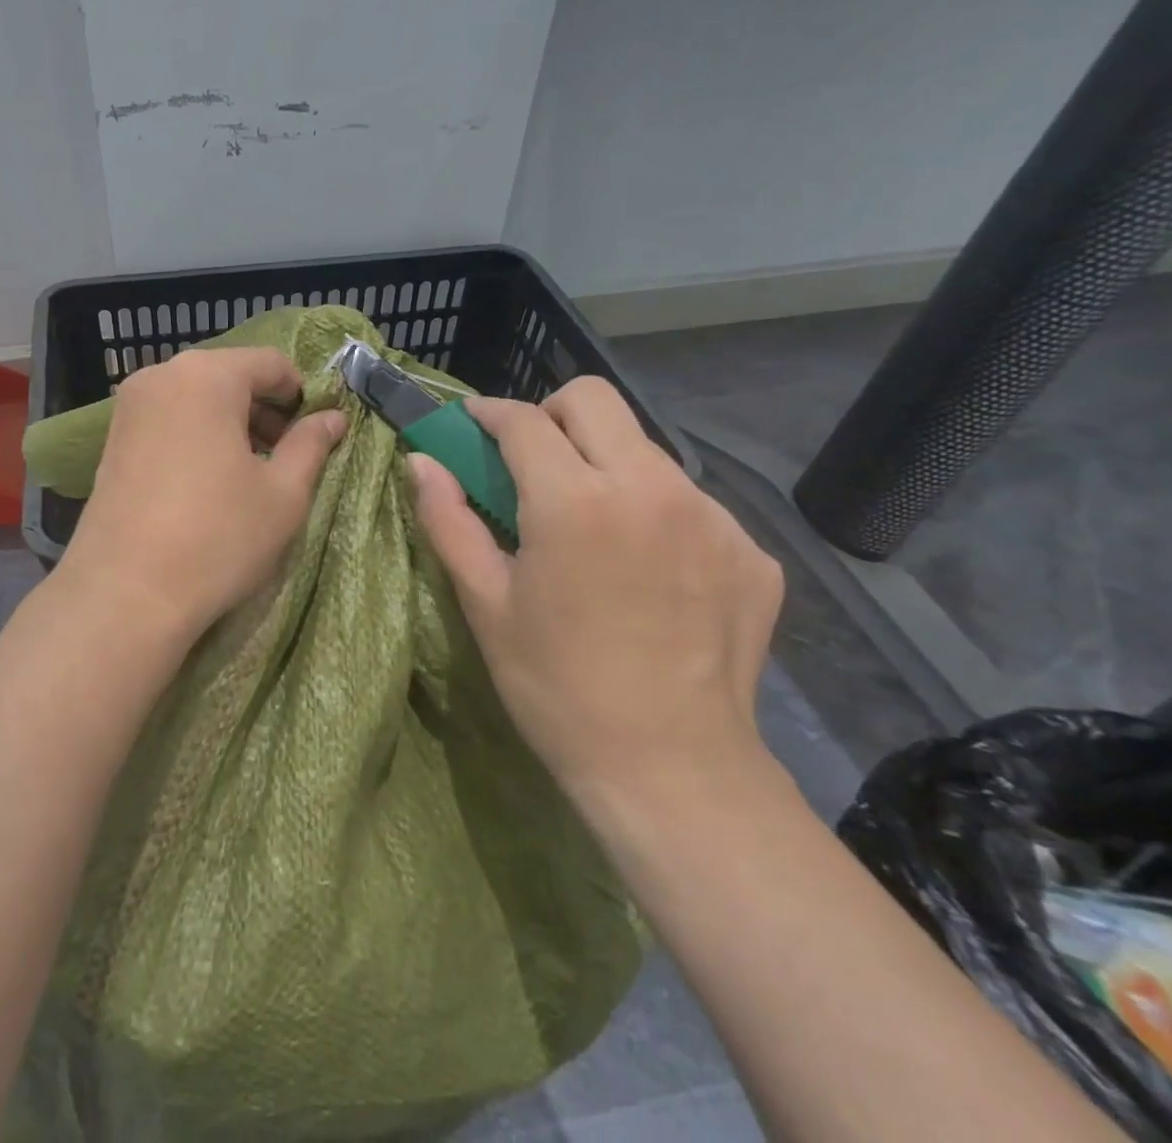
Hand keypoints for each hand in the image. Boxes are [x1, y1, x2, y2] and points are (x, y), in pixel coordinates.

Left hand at [56, 346, 346, 647]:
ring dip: (230, 423)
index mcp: (207, 375)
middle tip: (284, 456)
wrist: (125, 593)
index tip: (314, 433)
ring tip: (248, 472)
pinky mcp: (111, 438)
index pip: (270, 362)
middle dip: (263, 409)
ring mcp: (129, 406)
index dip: (301, 394)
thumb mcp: (283, 494)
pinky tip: (207, 480)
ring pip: (196, 398)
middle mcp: (161, 376)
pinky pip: (168, 419)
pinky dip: (196, 435)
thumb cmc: (217, 537)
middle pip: (229, 376)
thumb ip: (311, 445)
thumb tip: (334, 416)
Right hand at [408, 377, 782, 793]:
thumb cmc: (556, 686)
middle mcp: (650, 488)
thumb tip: (420, 462)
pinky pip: (689, 501)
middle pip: (594, 400)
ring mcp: (712, 516)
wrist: (673, 770)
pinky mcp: (751, 550)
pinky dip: (653, 512)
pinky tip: (645, 570)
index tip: (473, 423)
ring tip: (590, 526)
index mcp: (574, 501)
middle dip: (551, 414)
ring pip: (645, 448)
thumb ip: (447, 519)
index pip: (525, 420)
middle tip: (530, 461)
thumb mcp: (485, 603)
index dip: (489, 412)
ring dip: (604, 464)